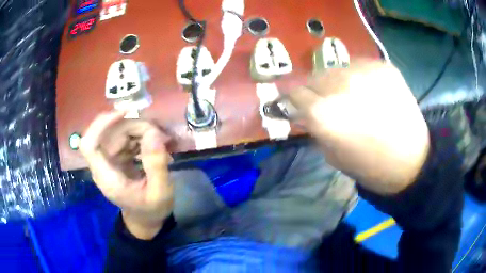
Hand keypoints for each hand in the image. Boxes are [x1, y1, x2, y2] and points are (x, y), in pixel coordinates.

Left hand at [80, 111, 172, 239]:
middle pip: (109, 134)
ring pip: (117, 132)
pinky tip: (153, 146)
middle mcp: (103, 166)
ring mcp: (109, 161)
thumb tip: (154, 134)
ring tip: (161, 142)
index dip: (101, 125)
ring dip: (139, 131)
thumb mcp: (161, 192)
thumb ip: (156, 165)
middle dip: (133, 127)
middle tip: (159, 135)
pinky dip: (140, 136)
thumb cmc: (152, 210)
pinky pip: (125, 138)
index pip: (89, 145)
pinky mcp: (117, 158)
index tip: (123, 113)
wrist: (146, 220)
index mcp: (107, 178)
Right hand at [288, 60, 429, 193]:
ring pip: (336, 69)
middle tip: (327, 102)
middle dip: (315, 90)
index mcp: (324, 113)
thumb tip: (304, 109)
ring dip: (337, 82)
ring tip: (352, 96)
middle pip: (314, 76)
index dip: (294, 99)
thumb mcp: (332, 154)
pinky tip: (370, 91)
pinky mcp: (382, 66)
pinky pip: (359, 65)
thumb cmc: (370, 166)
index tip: (298, 104)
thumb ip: (315, 126)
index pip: (294, 92)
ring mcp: (364, 71)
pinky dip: (359, 77)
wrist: (412, 160)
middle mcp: (340, 85)